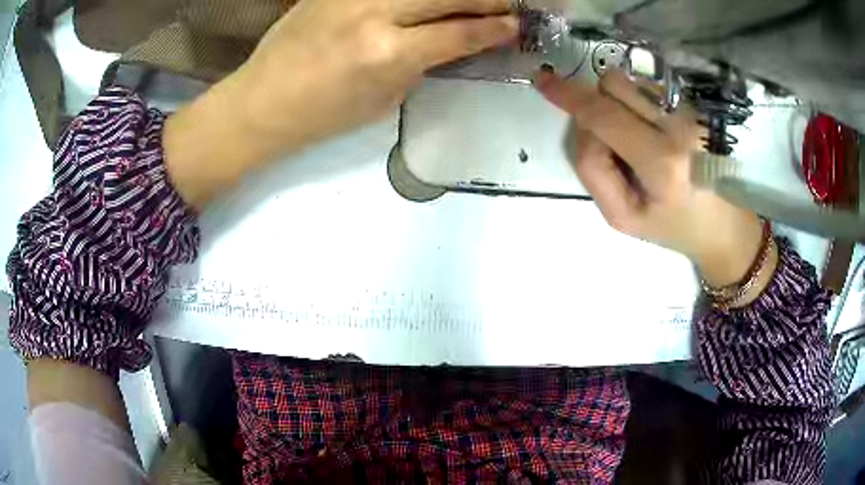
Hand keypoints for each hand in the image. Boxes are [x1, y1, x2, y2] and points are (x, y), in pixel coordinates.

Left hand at [165, 0, 516, 209]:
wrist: (264, 101)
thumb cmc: (324, 114)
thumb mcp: (385, 98)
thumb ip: (424, 64)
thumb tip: (456, 42)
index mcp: (390, 54)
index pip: (460, 33)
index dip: (495, 29)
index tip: (516, 25)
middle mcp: (376, 14)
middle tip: (507, 4)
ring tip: (476, 0)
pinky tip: (426, 2)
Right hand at [534, 69, 767, 288]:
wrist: (723, 226)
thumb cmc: (672, 227)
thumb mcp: (621, 216)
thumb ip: (592, 169)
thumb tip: (584, 124)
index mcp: (661, 162)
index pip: (603, 116)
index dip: (569, 96)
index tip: (542, 80)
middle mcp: (679, 127)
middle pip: (613, 85)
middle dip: (597, 104)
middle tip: (612, 143)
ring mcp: (690, 113)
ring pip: (630, 82)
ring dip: (618, 104)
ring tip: (637, 141)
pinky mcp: (695, 108)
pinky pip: (648, 88)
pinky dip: (637, 105)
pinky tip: (655, 133)